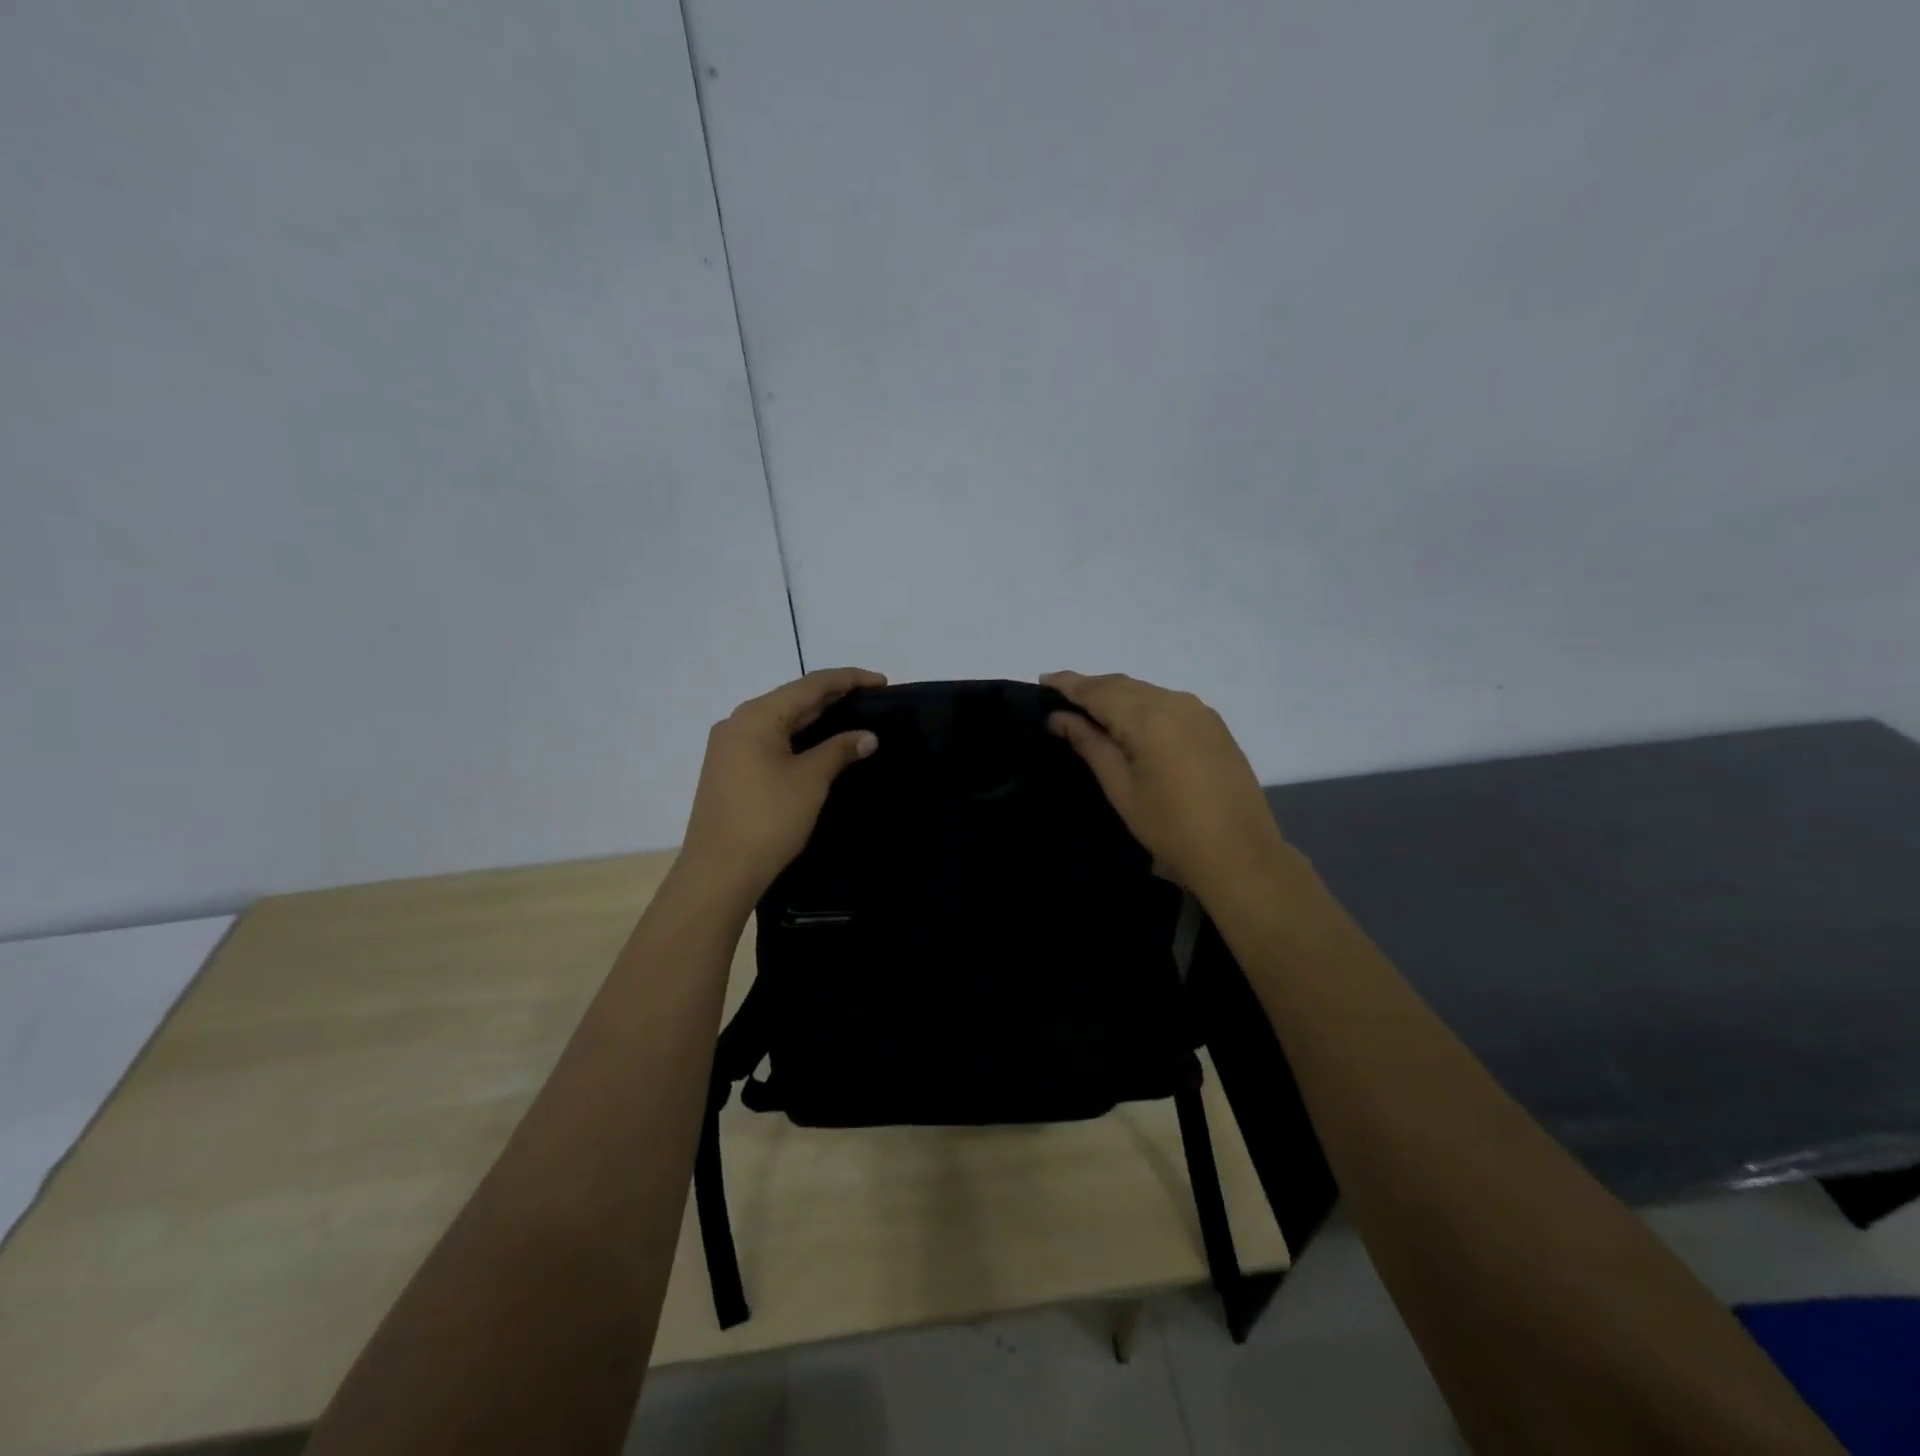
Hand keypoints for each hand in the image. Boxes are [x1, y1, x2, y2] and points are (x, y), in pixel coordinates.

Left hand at [679, 668, 885, 902]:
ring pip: (782, 722)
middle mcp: (738, 723)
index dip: (849, 679)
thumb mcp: (810, 780)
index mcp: (756, 716)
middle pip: (794, 699)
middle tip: (874, 701)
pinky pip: (772, 741)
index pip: (810, 685)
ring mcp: (731, 748)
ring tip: (854, 718)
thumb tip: (868, 735)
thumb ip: (839, 750)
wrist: (719, 872)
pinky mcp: (731, 770)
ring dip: (817, 719)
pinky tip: (822, 746)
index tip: (883, 682)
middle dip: (834, 698)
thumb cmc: (767, 819)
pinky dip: (800, 739)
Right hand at [1041, 671, 1288, 898]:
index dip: (1068, 683)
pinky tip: (1129, 720)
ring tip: (1088, 707)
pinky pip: (1167, 701)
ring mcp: (1199, 712)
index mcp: (1148, 718)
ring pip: (1146, 691)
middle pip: (1123, 684)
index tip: (1042, 679)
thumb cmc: (1169, 826)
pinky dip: (1141, 703)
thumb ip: (1090, 744)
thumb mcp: (1121, 788)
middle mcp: (1175, 703)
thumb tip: (1059, 717)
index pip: (1098, 690)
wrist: (1238, 852)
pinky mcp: (1213, 725)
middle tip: (1058, 695)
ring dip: (1115, 694)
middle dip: (1090, 686)